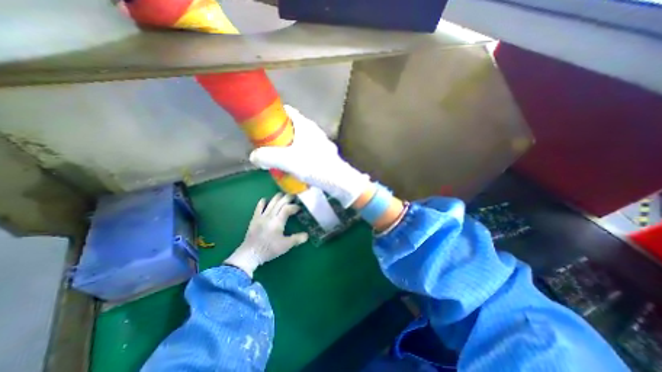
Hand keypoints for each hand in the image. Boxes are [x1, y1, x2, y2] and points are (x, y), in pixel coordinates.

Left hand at [220, 193, 305, 277]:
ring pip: (270, 203)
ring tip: (282, 194)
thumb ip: (297, 239)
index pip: (287, 208)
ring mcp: (261, 216)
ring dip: (277, 197)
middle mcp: (270, 215)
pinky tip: (265, 200)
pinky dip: (263, 202)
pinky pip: (258, 207)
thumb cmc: (269, 248)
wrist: (250, 253)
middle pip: (279, 202)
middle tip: (293, 195)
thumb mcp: (286, 245)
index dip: (294, 207)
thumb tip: (307, 235)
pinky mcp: (254, 219)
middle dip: (287, 198)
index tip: (300, 208)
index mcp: (278, 221)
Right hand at [249, 106, 369, 206]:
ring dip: (289, 145)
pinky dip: (299, 153)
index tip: (263, 125)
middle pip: (292, 126)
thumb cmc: (314, 166)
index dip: (274, 116)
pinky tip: (296, 165)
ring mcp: (320, 141)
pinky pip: (307, 148)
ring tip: (280, 157)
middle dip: (279, 134)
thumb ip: (268, 157)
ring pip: (300, 138)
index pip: (287, 112)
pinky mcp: (324, 152)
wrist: (338, 180)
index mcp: (305, 125)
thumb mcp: (287, 161)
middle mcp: (314, 130)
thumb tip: (254, 156)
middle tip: (269, 145)